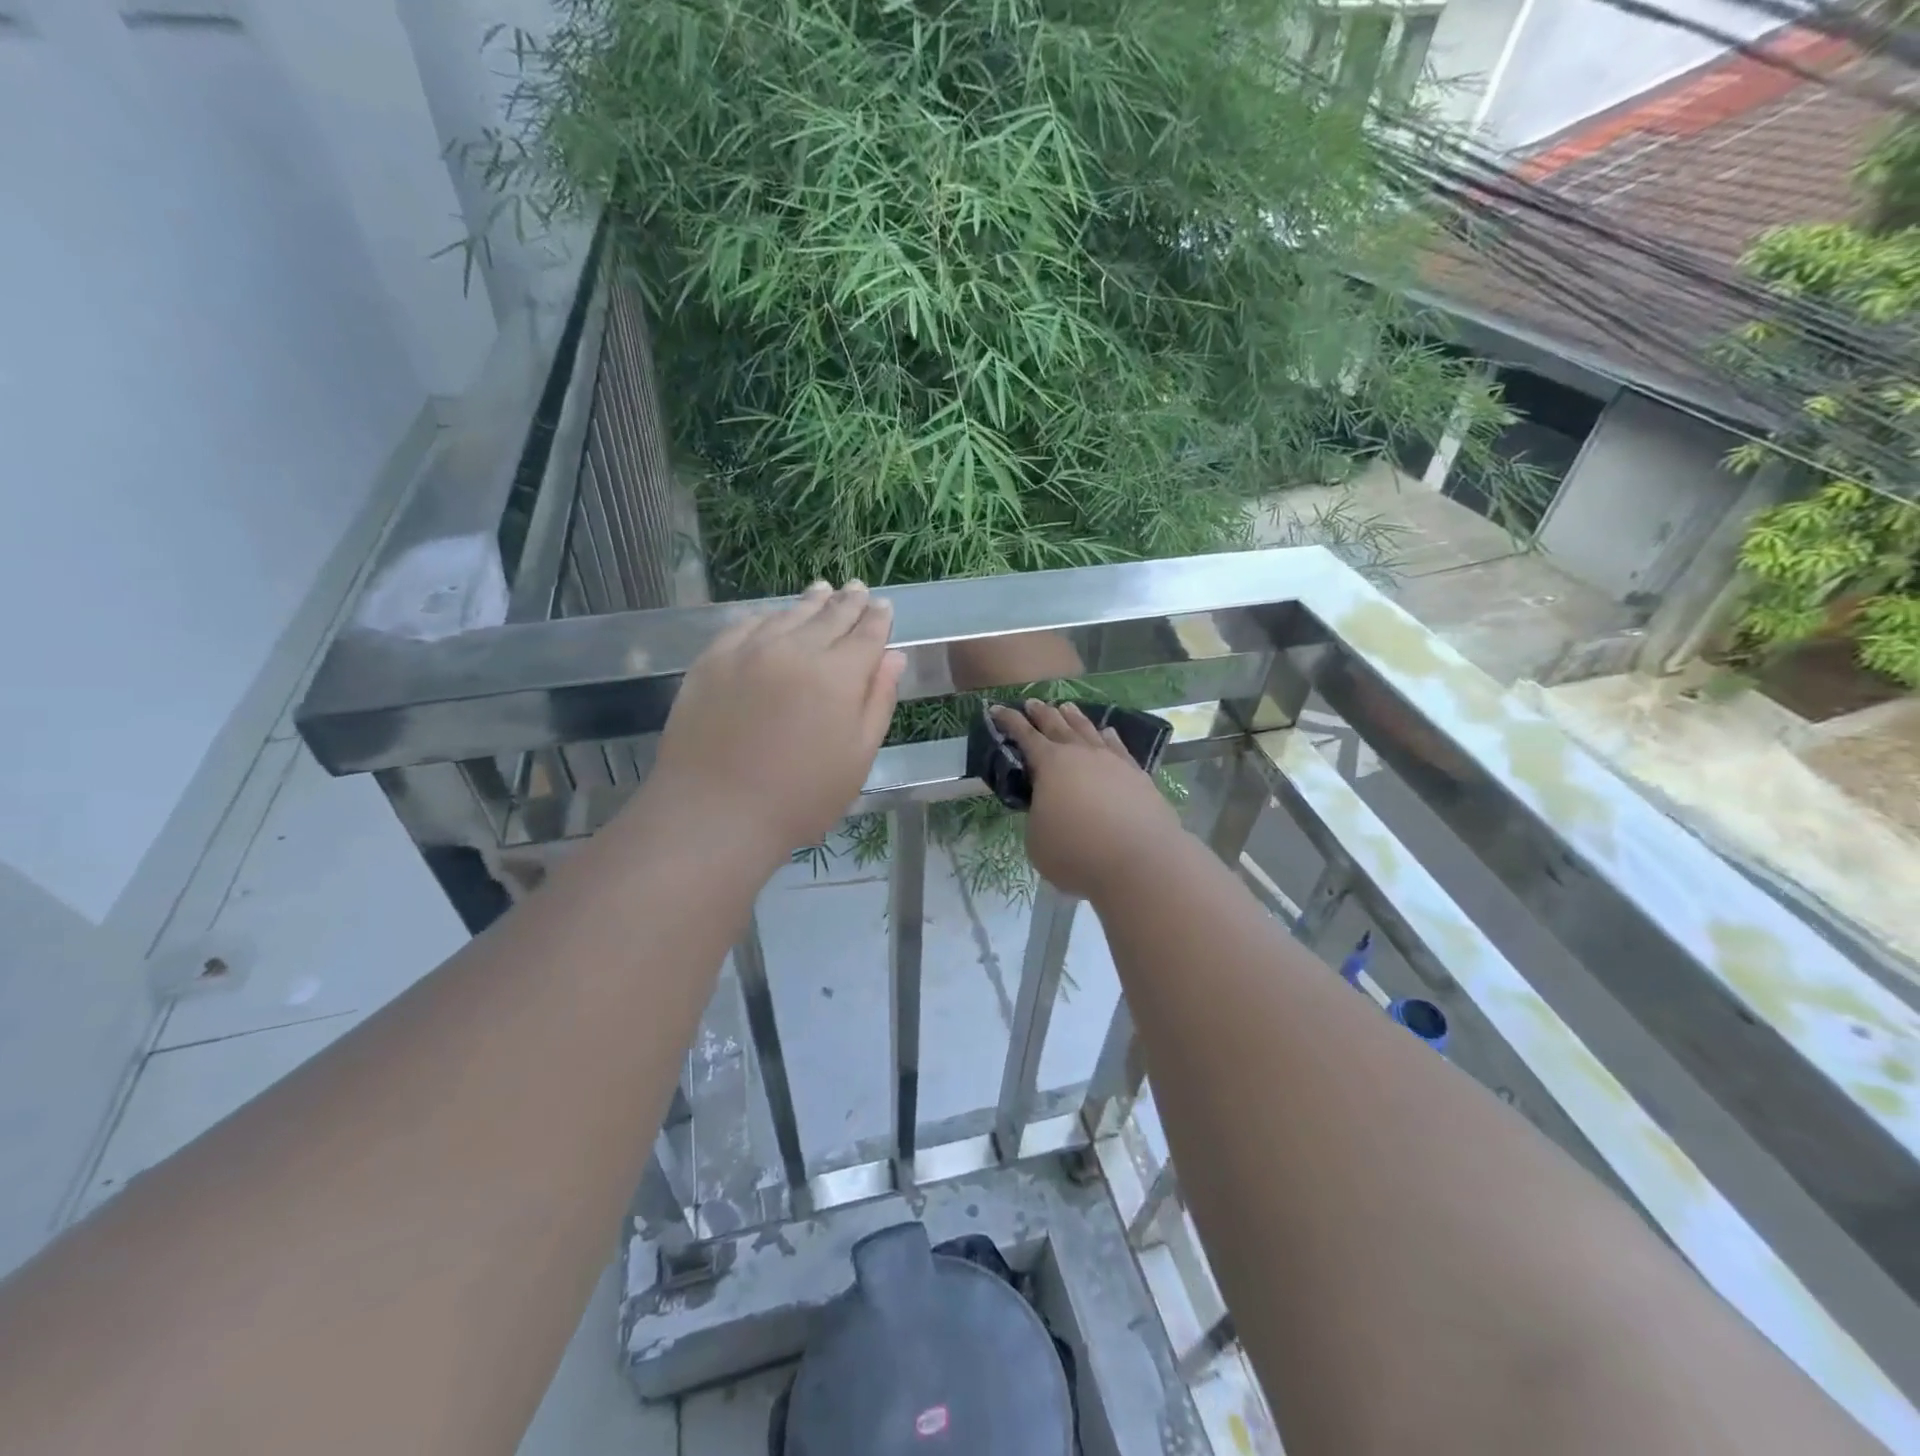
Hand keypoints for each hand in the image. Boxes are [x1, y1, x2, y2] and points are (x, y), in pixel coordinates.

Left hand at [651, 581, 906, 856]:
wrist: (715, 812)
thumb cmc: (800, 796)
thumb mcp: (858, 757)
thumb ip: (878, 701)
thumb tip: (894, 656)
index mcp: (838, 674)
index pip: (866, 634)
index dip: (878, 618)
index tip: (884, 606)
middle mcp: (796, 650)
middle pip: (829, 616)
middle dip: (848, 602)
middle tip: (857, 588)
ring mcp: (749, 651)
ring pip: (787, 615)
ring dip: (809, 602)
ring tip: (822, 590)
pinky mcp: (713, 660)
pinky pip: (746, 625)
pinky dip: (767, 616)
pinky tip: (772, 616)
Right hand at [989, 700, 1181, 899]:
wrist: (1140, 861)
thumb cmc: (1077, 852)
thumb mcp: (1037, 839)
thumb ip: (1037, 815)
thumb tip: (1047, 806)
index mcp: (1050, 764)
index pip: (1024, 735)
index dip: (1009, 721)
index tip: (996, 708)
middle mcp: (1081, 754)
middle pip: (1057, 725)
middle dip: (1041, 713)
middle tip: (1032, 702)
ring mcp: (1112, 761)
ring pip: (1089, 730)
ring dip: (1074, 717)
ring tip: (1067, 707)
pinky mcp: (1137, 775)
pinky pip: (1118, 747)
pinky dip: (1109, 737)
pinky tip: (1107, 732)